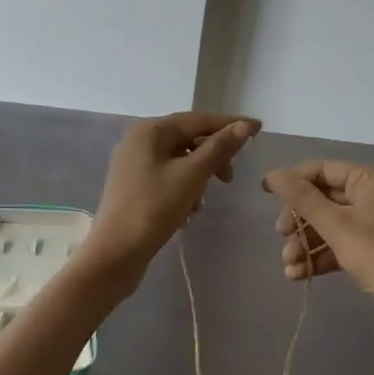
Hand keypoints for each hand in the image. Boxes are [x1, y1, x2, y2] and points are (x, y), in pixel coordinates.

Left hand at [87, 112, 259, 286]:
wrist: (114, 254)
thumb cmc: (153, 209)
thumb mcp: (191, 176)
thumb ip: (219, 148)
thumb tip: (244, 126)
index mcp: (150, 130)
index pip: (198, 120)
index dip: (230, 124)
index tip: (259, 129)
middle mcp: (139, 140)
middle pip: (188, 138)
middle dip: (213, 156)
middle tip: (231, 178)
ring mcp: (134, 164)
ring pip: (179, 160)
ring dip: (199, 176)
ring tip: (204, 202)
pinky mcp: (134, 186)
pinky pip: (168, 177)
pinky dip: (184, 188)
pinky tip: (190, 211)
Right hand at [262, 160, 373, 343]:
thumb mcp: (335, 225)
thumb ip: (302, 198)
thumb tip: (273, 174)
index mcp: (371, 181)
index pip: (323, 170)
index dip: (293, 180)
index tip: (264, 193)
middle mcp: (373, 197)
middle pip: (323, 199)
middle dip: (299, 219)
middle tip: (281, 235)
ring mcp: (373, 226)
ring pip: (327, 226)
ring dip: (304, 243)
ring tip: (289, 265)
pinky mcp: (370, 253)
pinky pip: (336, 246)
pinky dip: (317, 257)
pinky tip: (298, 275)